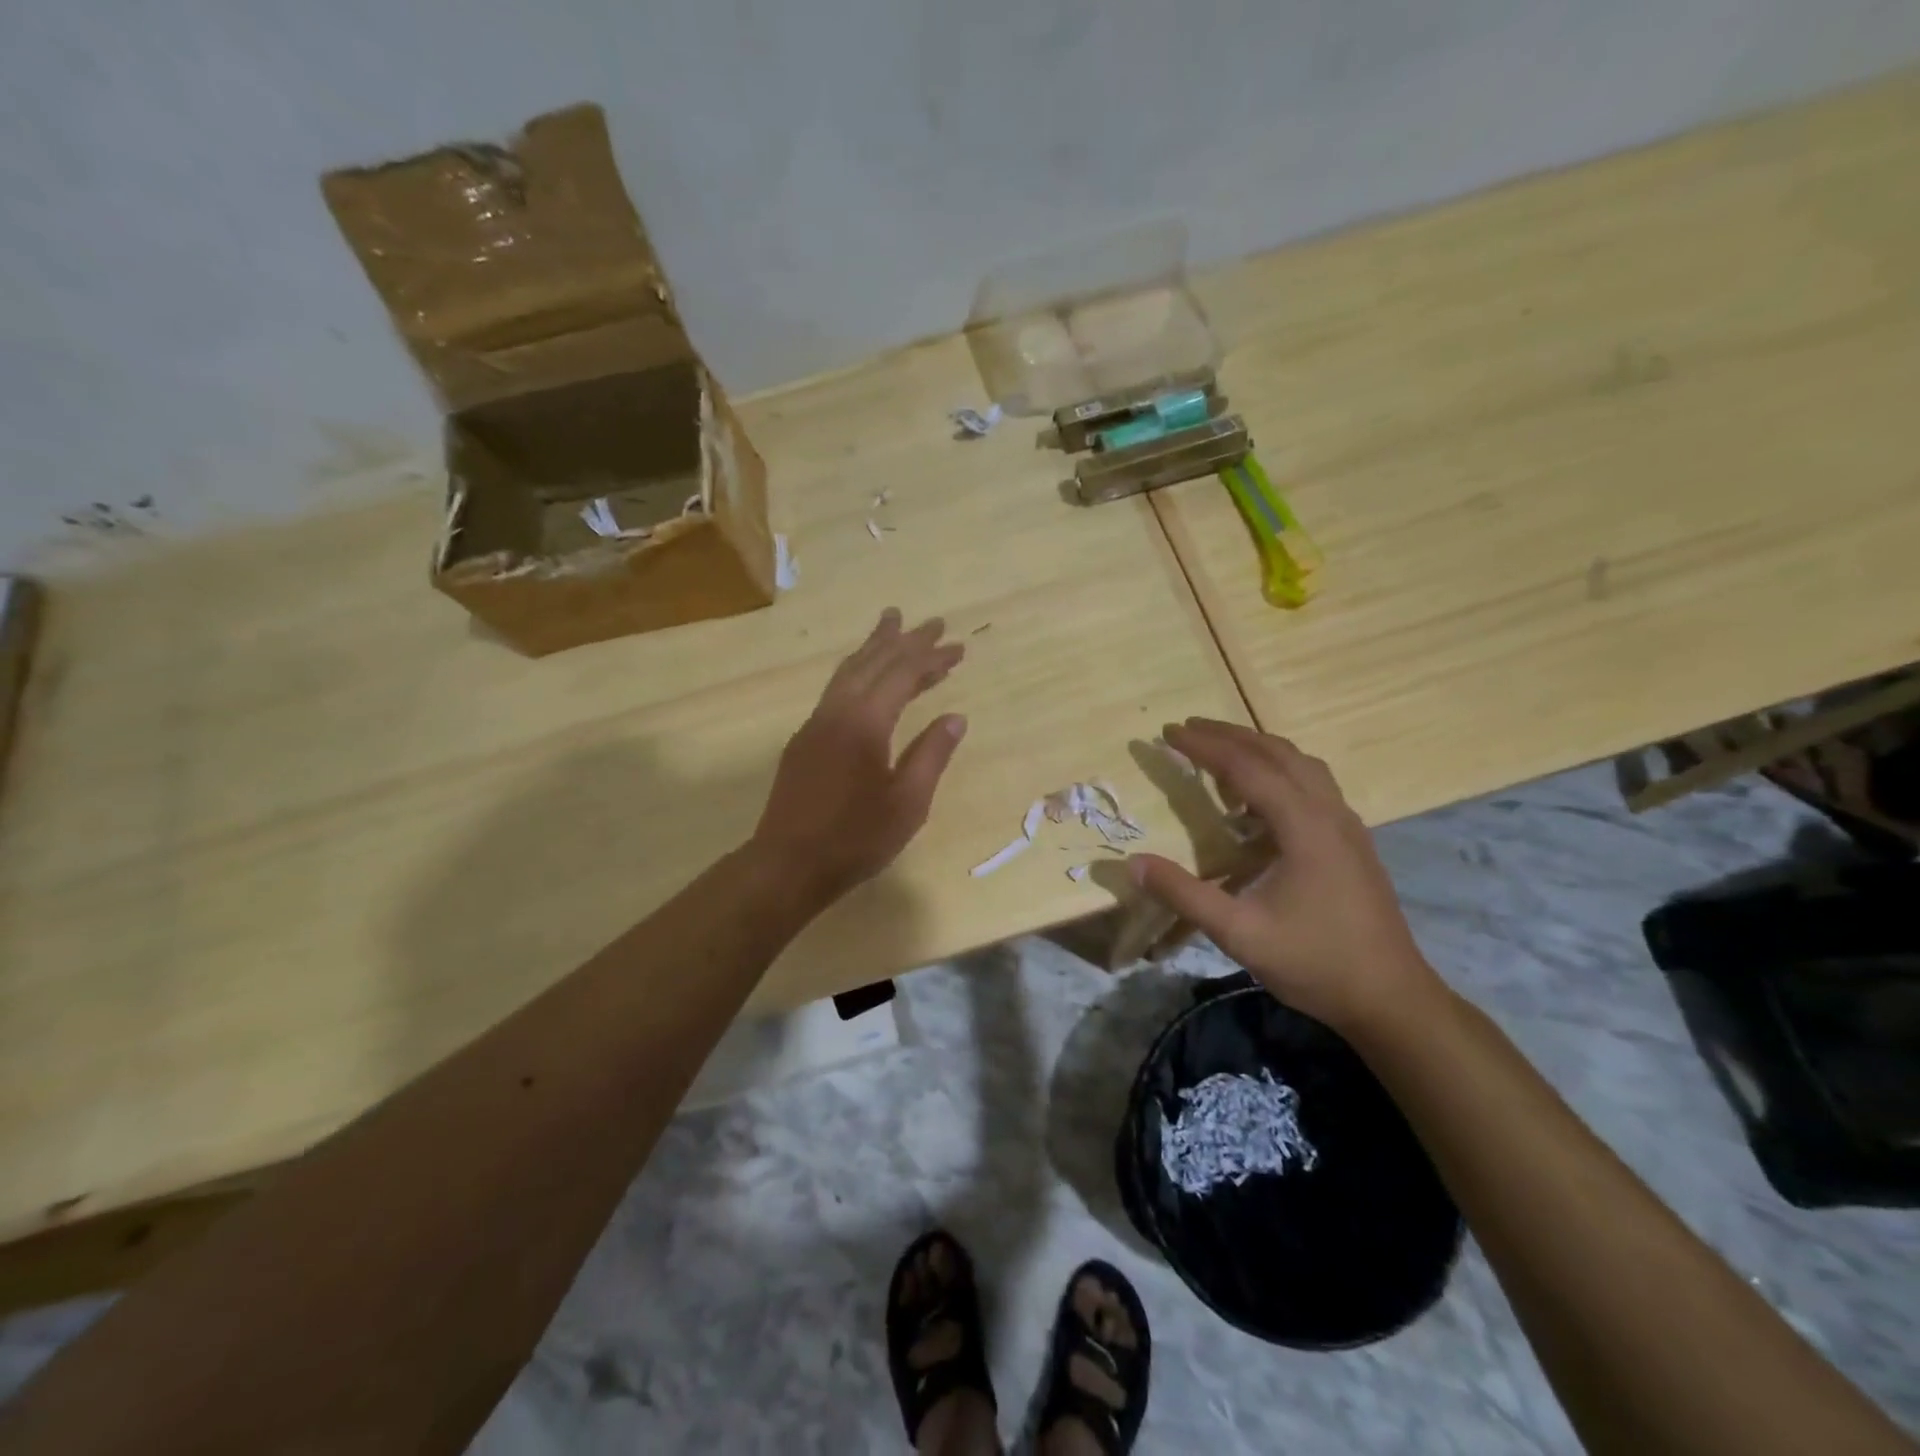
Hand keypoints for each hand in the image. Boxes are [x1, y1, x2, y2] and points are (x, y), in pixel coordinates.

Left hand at [751, 609, 967, 904]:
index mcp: (865, 722)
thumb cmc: (855, 838)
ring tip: (891, 626)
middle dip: (904, 640)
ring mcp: (815, 724)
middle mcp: (837, 711)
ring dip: (874, 648)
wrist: (787, 864)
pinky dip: (858, 673)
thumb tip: (955, 717)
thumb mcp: (908, 802)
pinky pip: (835, 691)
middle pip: (872, 662)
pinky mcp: (804, 740)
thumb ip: (932, 754)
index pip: (903, 675)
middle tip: (931, 621)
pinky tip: (865, 680)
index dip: (931, 658)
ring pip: (848, 672)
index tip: (957, 646)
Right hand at [1127, 719, 1443, 1035]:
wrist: (1391, 998)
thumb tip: (1134, 862)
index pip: (1247, 767)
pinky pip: (1313, 784)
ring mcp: (1347, 825)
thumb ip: (1184, 894)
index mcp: (1304, 826)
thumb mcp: (1239, 933)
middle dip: (1229, 734)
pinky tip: (1259, 799)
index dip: (1204, 746)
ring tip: (1219, 754)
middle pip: (1277, 752)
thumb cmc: (1315, 963)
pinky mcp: (1353, 841)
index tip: (1167, 731)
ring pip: (1301, 764)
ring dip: (1258, 749)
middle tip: (1187, 728)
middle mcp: (1330, 812)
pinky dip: (1279, 771)